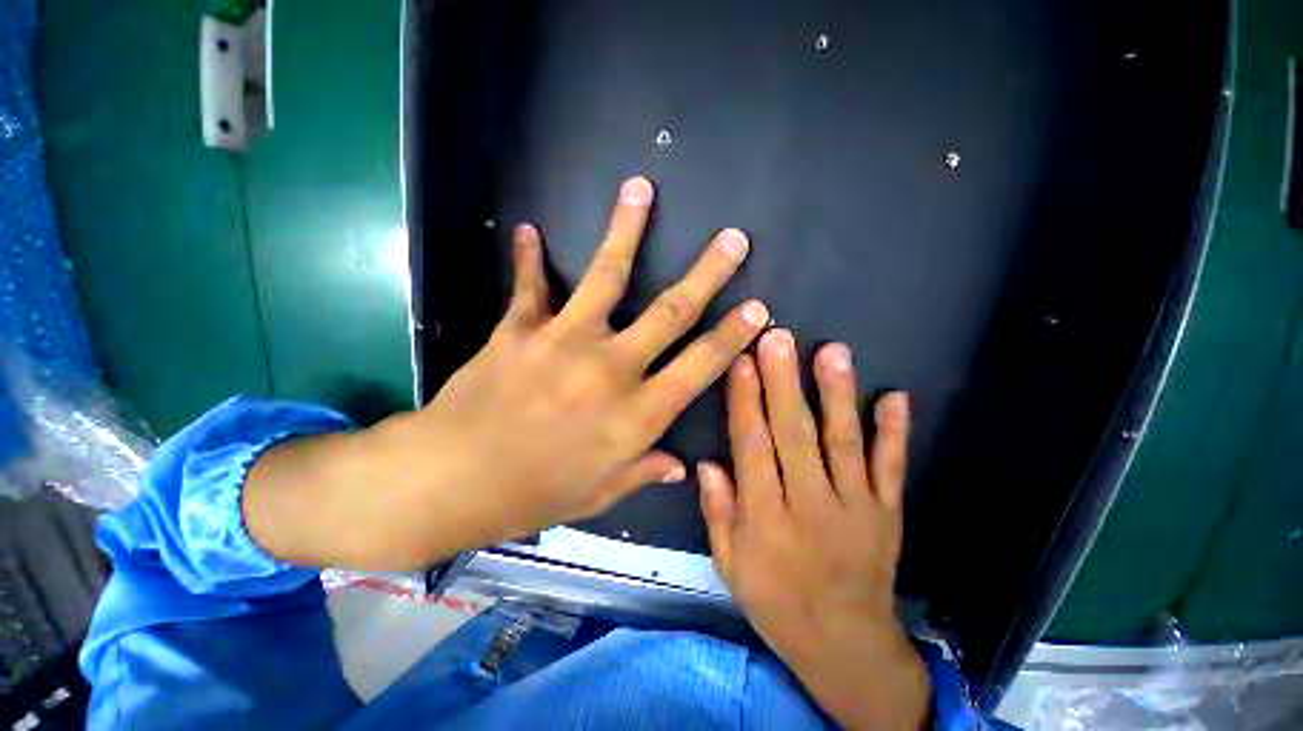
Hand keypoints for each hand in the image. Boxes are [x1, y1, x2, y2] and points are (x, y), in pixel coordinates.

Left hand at [245, 177, 768, 569]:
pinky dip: (529, 259)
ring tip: (640, 189)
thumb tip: (679, 466)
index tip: (758, 308)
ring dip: (627, 230)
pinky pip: (529, 286)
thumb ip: (642, 471)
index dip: (733, 336)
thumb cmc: (533, 494)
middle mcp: (611, 367)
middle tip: (733, 239)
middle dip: (708, 273)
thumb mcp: (598, 494)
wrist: (452, 479)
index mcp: (636, 414)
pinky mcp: (520, 328)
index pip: (700, 366)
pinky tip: (530, 231)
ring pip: (607, 275)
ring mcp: (564, 340)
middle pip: (672, 311)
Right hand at [698, 331, 930, 730]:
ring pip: (843, 443)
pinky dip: (894, 433)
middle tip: (777, 338)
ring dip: (837, 394)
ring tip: (831, 351)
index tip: (741, 361)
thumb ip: (719, 513)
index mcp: (767, 520)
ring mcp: (856, 508)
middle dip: (783, 382)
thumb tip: (707, 463)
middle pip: (794, 435)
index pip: (752, 447)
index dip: (745, 401)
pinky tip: (895, 397)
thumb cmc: (776, 602)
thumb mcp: (731, 567)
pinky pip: (891, 469)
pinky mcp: (887, 513)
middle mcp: (811, 506)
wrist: (845, 645)